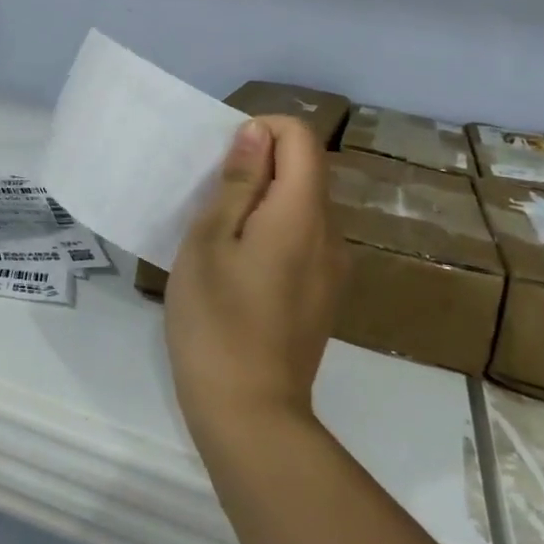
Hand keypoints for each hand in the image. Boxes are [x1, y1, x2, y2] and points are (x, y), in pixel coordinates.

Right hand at [165, 117, 348, 441]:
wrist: (250, 413)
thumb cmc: (216, 319)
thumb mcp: (210, 240)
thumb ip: (238, 182)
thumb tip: (256, 132)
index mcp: (302, 213)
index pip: (301, 138)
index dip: (263, 130)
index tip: (224, 160)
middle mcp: (330, 234)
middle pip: (305, 170)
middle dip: (260, 166)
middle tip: (211, 199)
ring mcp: (333, 268)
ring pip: (303, 206)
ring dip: (265, 200)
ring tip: (220, 236)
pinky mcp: (325, 295)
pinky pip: (304, 239)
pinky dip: (275, 230)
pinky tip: (241, 269)